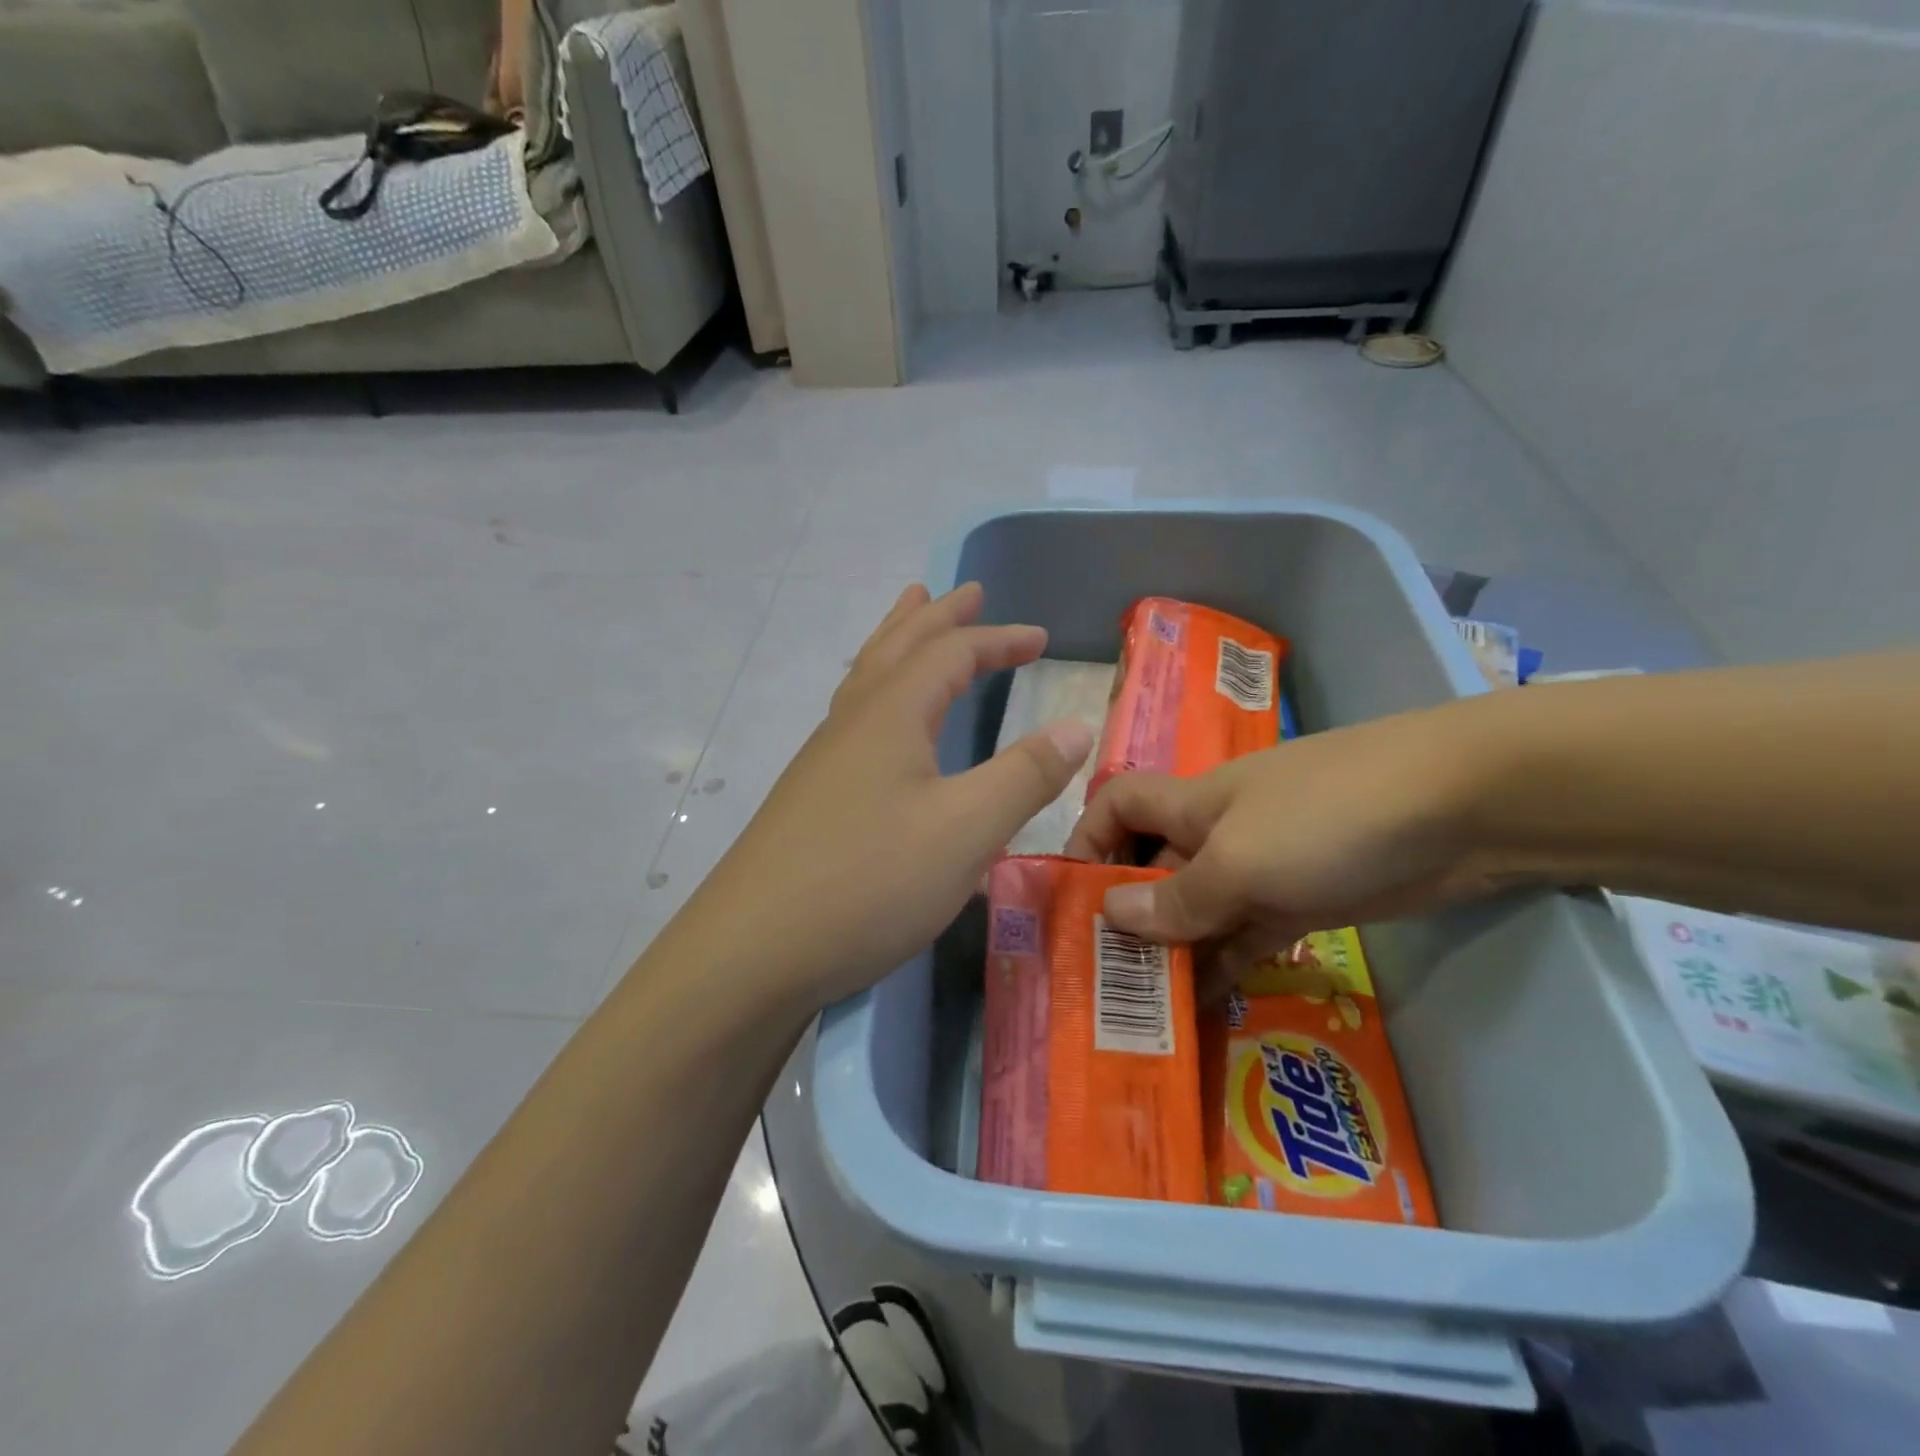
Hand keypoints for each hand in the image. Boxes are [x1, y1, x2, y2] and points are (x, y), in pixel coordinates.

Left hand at [682, 583, 1094, 1009]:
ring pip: (867, 677)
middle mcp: (852, 723)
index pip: (952, 652)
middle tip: (969, 591)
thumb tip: (1076, 725)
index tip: (1041, 638)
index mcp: (890, 714)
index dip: (999, 639)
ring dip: (898, 640)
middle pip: (898, 646)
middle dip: (940, 616)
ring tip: (911, 616)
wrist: (753, 951)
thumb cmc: (868, 883)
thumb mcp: (965, 830)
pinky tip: (880, 720)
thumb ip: (1024, 775)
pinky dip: (879, 689)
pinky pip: (854, 716)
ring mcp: (824, 760)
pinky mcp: (811, 797)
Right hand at [1064, 703, 1504, 988]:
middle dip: (1124, 915)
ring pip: (1198, 911)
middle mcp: (1216, 833)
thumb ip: (1176, 897)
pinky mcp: (1303, 903)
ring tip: (1139, 1012)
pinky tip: (1198, 1010)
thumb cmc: (1328, 818)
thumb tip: (1111, 916)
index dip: (1087, 839)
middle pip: (1152, 868)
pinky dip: (1221, 967)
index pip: (1117, 806)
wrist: (1461, 807)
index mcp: (1191, 805)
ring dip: (1172, 952)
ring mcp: (1262, 869)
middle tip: (1099, 981)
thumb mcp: (1240, 861)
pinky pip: (1245, 936)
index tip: (1071, 898)